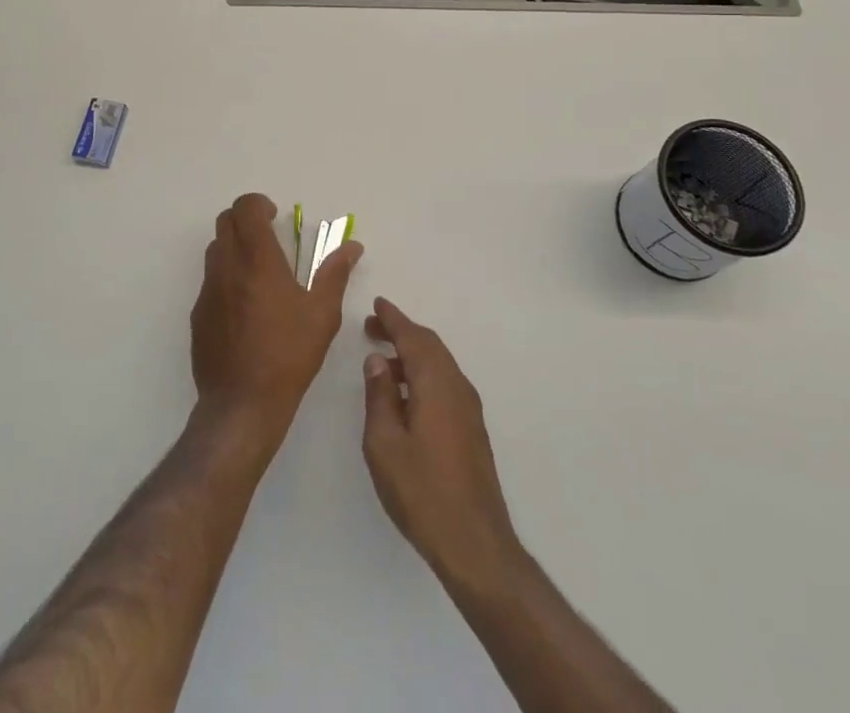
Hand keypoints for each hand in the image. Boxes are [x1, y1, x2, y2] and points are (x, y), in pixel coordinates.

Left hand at [190, 193, 362, 445]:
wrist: (242, 404)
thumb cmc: (289, 355)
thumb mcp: (323, 314)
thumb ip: (335, 273)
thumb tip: (351, 246)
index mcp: (258, 259)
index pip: (245, 208)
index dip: (258, 204)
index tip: (275, 216)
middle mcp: (227, 266)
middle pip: (225, 221)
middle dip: (246, 220)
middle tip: (269, 238)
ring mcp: (208, 291)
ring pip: (215, 249)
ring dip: (234, 247)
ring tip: (259, 272)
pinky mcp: (198, 315)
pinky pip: (210, 281)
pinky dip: (225, 278)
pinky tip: (245, 308)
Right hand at [362, 298, 519, 589]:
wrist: (475, 545)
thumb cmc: (422, 491)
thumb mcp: (384, 443)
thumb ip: (379, 396)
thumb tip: (378, 360)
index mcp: (436, 384)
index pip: (413, 337)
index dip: (393, 319)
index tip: (376, 304)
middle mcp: (457, 387)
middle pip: (429, 346)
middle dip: (402, 332)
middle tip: (373, 327)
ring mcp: (469, 409)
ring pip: (439, 364)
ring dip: (412, 354)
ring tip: (383, 361)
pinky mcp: (472, 430)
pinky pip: (445, 383)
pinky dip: (424, 374)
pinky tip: (406, 394)